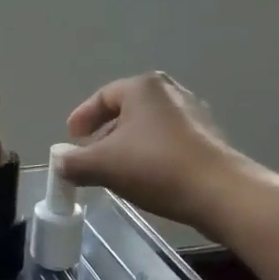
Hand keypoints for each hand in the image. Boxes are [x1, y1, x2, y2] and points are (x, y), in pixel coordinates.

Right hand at [59, 72, 243, 232]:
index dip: (82, 117)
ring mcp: (193, 114)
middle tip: (90, 154)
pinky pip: (168, 140)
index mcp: (142, 87)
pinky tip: (145, 176)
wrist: (219, 192)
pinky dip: (150, 153)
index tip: (71, 139)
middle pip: (126, 109)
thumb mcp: (103, 165)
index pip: (102, 96)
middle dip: (105, 132)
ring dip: (128, 144)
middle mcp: (169, 91)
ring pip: (148, 125)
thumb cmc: (155, 167)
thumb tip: (59, 162)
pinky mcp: (208, 138)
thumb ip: (73, 162)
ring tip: (115, 169)